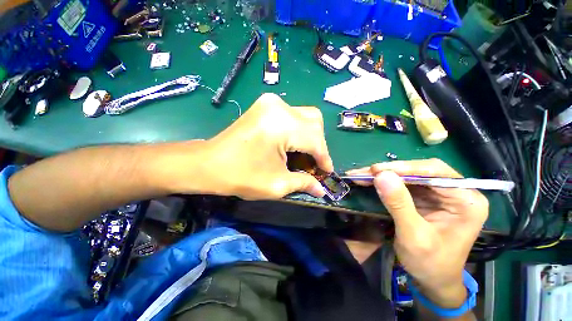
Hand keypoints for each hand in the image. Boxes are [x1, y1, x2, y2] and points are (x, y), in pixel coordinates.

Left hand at [171, 93, 332, 199]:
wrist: (208, 163)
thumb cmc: (240, 177)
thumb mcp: (277, 185)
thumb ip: (304, 183)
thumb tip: (322, 189)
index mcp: (283, 125)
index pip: (316, 141)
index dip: (324, 159)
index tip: (328, 173)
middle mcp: (280, 107)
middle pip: (315, 123)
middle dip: (319, 145)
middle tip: (315, 163)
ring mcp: (271, 103)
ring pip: (306, 117)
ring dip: (310, 137)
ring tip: (305, 156)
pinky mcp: (265, 105)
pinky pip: (293, 115)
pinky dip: (299, 130)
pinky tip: (293, 144)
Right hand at [346, 159, 487, 307]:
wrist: (432, 280)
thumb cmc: (430, 263)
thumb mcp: (414, 236)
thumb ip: (399, 205)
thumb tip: (381, 176)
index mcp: (466, 201)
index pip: (435, 172)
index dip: (404, 168)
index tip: (376, 170)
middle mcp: (455, 192)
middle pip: (420, 170)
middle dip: (390, 170)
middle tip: (366, 172)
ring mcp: (439, 193)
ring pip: (409, 174)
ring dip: (383, 174)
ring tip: (362, 174)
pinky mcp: (424, 197)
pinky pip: (402, 183)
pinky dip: (384, 181)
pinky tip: (369, 180)